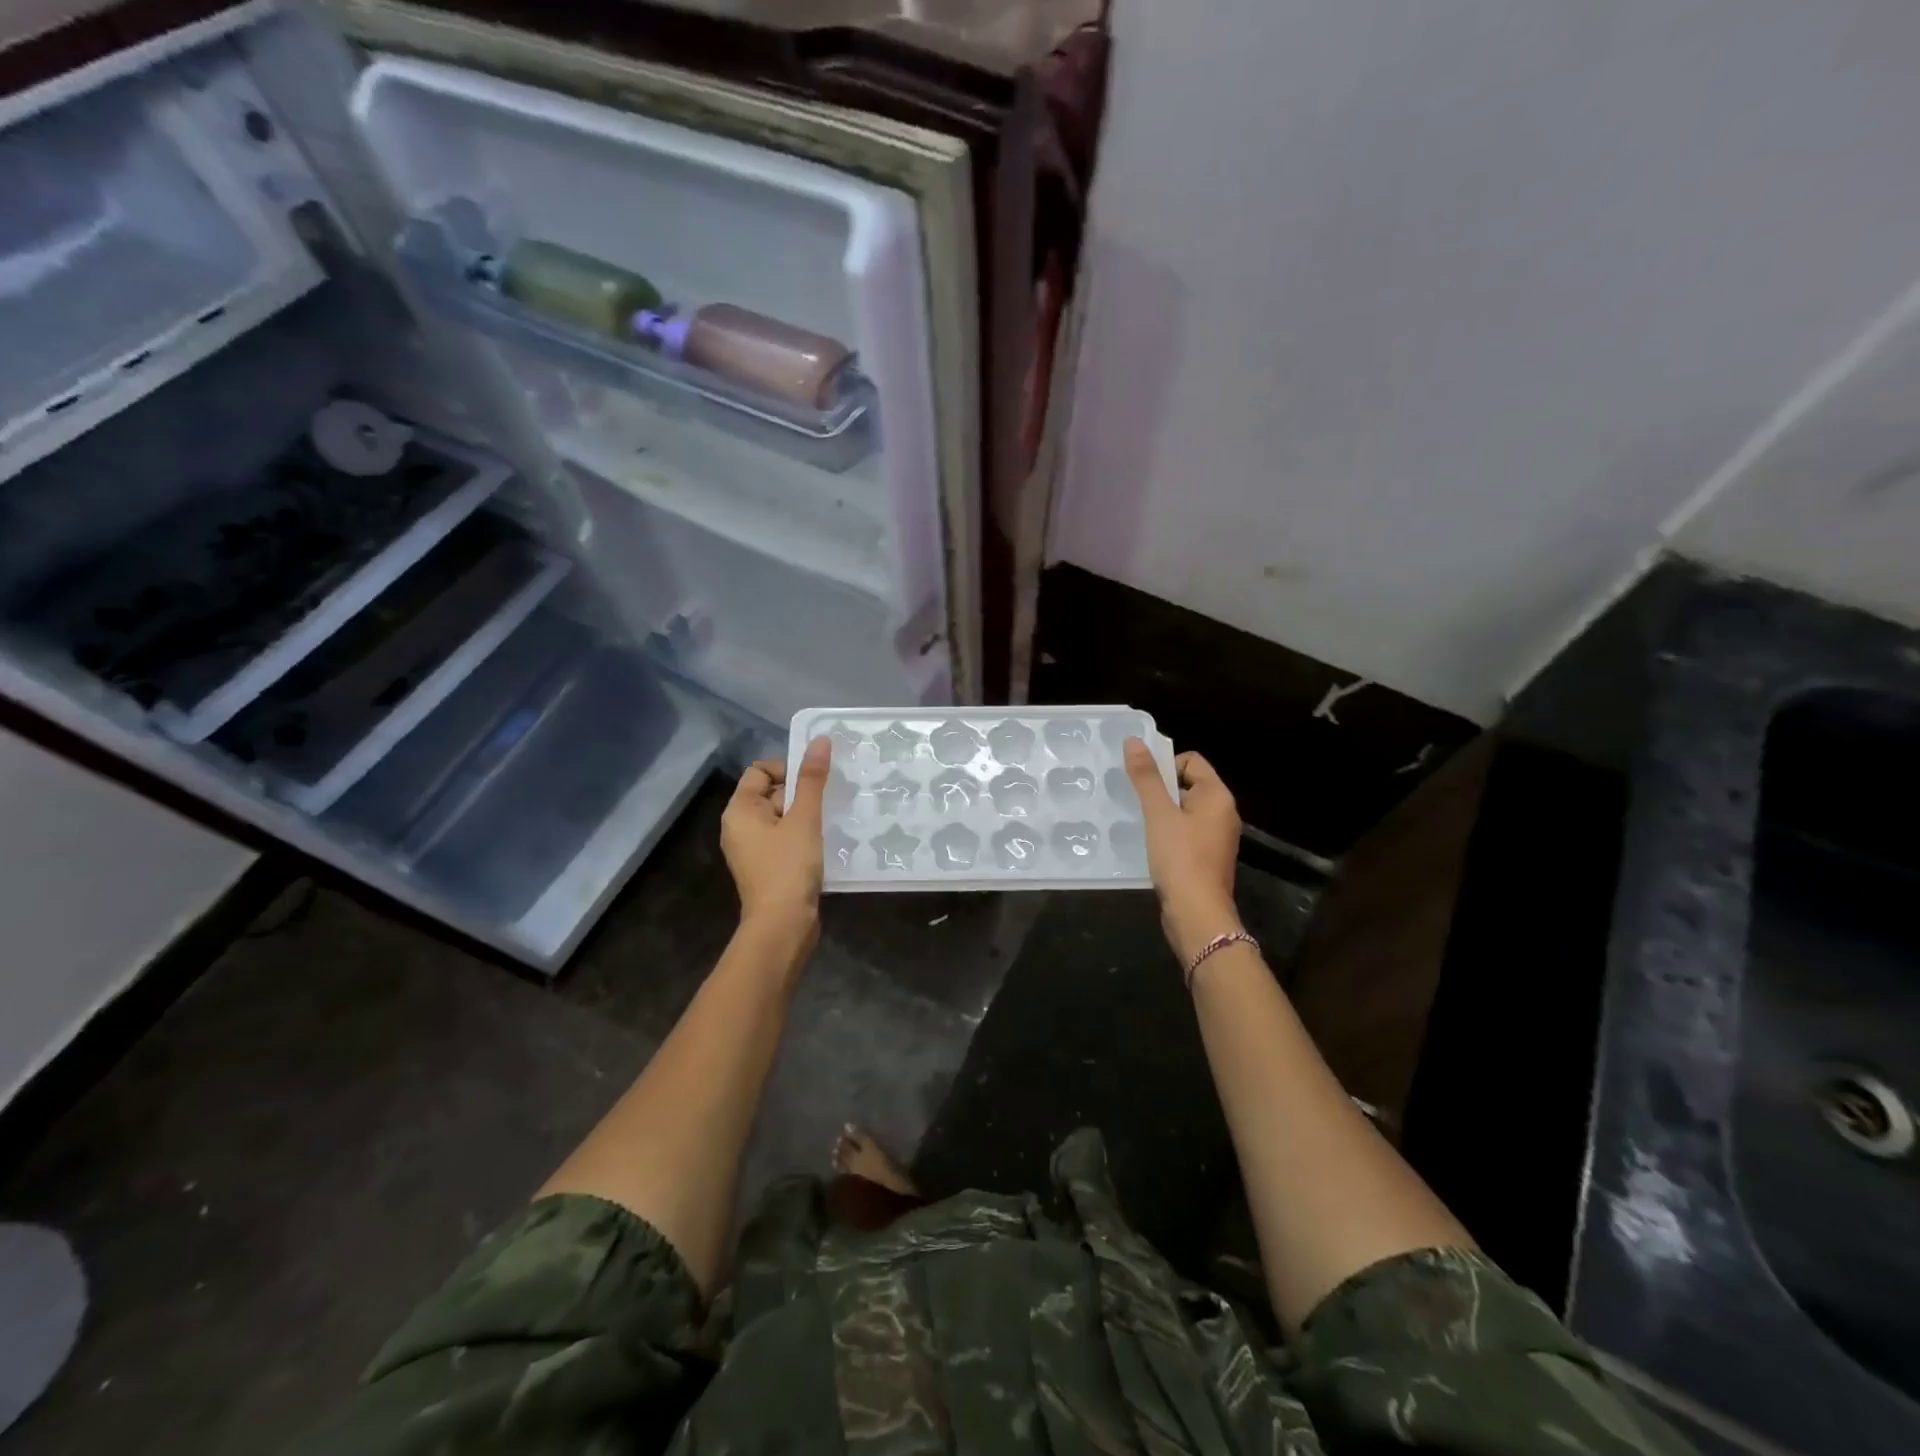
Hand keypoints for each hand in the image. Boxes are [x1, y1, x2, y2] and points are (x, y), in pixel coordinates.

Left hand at [722, 736, 829, 937]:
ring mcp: (752, 849)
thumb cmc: (788, 867)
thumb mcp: (804, 819)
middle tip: (827, 803)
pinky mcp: (767, 867)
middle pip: (771, 793)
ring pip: (781, 818)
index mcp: (739, 811)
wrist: (782, 925)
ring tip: (829, 822)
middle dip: (800, 794)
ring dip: (804, 816)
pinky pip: (784, 839)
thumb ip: (812, 779)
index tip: (813, 783)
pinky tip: (823, 844)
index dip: (787, 769)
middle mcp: (739, 827)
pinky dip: (802, 836)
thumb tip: (819, 740)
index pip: (760, 771)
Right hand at [1123, 738, 1242, 960]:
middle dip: (1160, 790)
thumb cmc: (1180, 858)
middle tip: (1135, 803)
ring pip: (1184, 811)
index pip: (1191, 760)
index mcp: (1217, 796)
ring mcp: (1217, 837)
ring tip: (1139, 824)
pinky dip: (1167, 834)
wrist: (1198, 915)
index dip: (1165, 765)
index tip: (1143, 784)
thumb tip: (1134, 741)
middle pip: (1188, 784)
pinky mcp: (1207, 858)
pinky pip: (1185, 833)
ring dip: (1161, 814)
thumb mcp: (1159, 814)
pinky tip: (1150, 846)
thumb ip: (1146, 777)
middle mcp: (1223, 812)